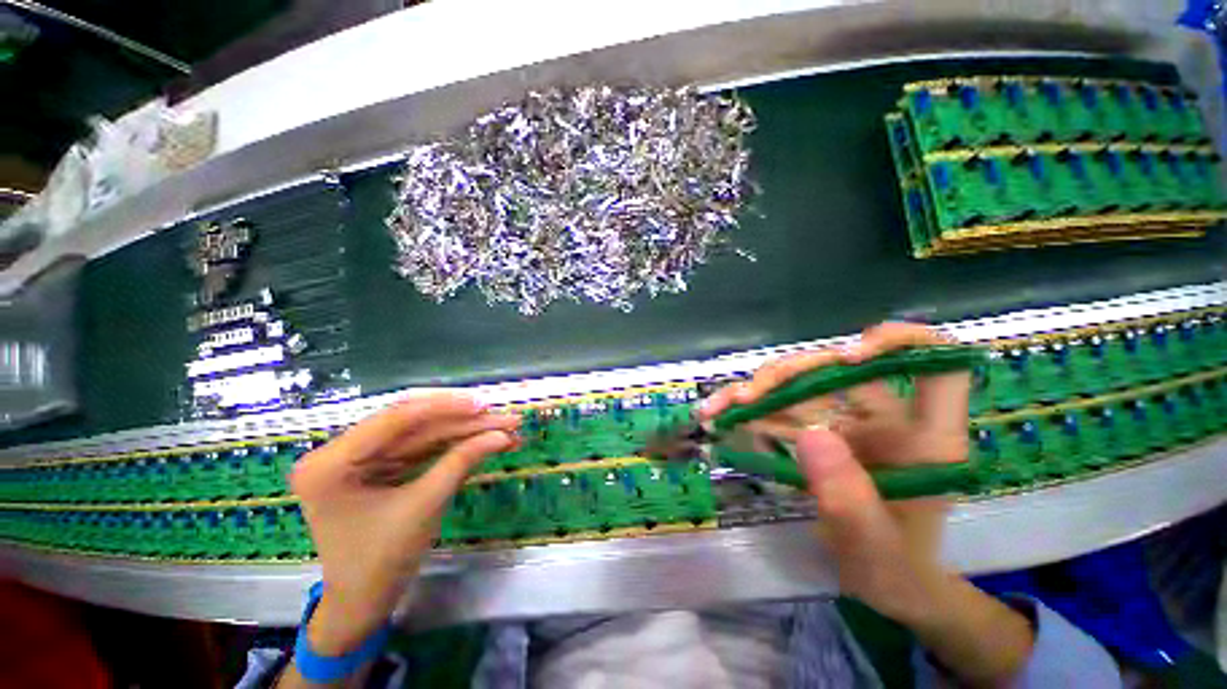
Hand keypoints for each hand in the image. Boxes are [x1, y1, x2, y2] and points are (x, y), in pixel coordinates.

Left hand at [289, 392, 519, 653]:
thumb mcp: (423, 508)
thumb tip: (503, 435)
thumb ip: (461, 463)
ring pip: (425, 434)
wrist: (363, 604)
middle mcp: (342, 452)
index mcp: (331, 463)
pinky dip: (456, 446)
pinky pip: (423, 449)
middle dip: (465, 422)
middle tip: (507, 420)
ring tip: (506, 430)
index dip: (446, 407)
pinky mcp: (381, 466)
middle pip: (415, 425)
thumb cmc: (381, 563)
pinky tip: (485, 442)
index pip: (396, 419)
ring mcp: (362, 458)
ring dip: (467, 432)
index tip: (485, 405)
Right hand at [700, 322, 969, 622]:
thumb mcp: (873, 545)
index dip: (904, 343)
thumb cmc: (893, 568)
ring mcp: (848, 422)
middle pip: (840, 369)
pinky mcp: (818, 430)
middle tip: (747, 397)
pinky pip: (780, 408)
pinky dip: (749, 409)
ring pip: (800, 383)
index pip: (939, 367)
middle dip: (789, 375)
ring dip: (758, 390)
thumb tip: (811, 433)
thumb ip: (848, 497)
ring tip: (721, 407)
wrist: (877, 579)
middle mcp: (887, 418)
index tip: (852, 353)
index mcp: (925, 439)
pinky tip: (721, 416)